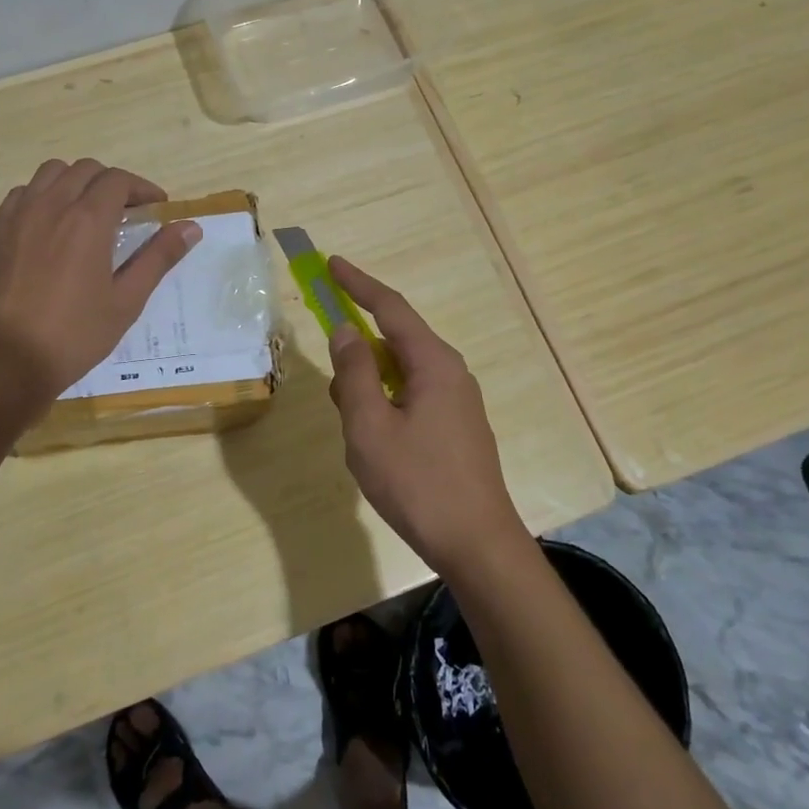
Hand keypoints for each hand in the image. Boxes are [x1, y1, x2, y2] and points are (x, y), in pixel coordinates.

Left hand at [0, 159, 201, 400]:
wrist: (5, 360)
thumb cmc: (74, 334)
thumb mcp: (126, 301)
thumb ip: (159, 258)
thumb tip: (191, 227)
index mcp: (87, 220)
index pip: (118, 180)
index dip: (142, 188)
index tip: (155, 207)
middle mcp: (50, 205)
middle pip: (84, 170)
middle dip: (110, 182)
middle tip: (125, 211)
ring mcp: (16, 215)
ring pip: (48, 174)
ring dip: (73, 183)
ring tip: (84, 212)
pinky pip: (20, 195)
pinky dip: (41, 197)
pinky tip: (48, 226)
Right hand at [325, 256, 525, 575]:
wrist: (477, 544)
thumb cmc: (417, 483)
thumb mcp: (370, 426)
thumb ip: (354, 373)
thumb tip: (345, 331)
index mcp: (433, 364)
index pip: (390, 308)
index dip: (358, 284)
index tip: (331, 264)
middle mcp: (450, 374)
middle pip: (394, 343)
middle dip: (358, 356)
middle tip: (338, 387)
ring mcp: (456, 402)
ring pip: (399, 376)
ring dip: (368, 391)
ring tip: (356, 435)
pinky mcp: (455, 428)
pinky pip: (410, 399)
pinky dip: (384, 409)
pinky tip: (376, 447)